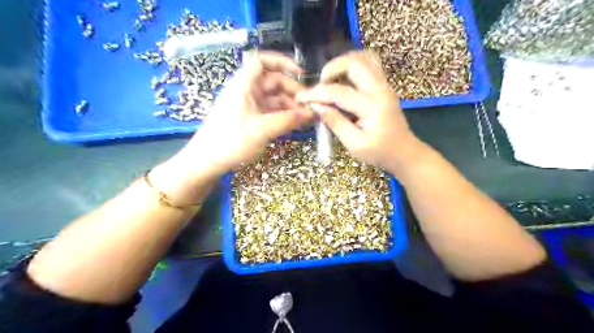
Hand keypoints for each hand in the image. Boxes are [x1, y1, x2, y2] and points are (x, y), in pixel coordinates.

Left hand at [151, 52, 312, 203]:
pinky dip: (283, 114)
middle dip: (292, 90)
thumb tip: (311, 113)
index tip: (301, 73)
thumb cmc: (231, 142)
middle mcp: (246, 91)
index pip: (261, 61)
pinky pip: (270, 111)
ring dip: (290, 105)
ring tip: (307, 117)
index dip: (282, 62)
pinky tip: (295, 122)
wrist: (207, 162)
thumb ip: (288, 120)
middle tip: (310, 105)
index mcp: (243, 85)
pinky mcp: (250, 118)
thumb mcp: (262, 130)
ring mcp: (248, 105)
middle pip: (273, 81)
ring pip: (273, 98)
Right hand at [296, 50, 416, 172]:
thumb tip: (316, 106)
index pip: (338, 93)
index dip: (316, 94)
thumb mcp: (354, 145)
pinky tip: (344, 78)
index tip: (301, 98)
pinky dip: (354, 65)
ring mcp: (384, 85)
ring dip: (343, 63)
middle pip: (354, 63)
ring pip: (364, 58)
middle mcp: (380, 89)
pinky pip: (370, 64)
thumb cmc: (380, 153)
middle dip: (332, 69)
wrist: (404, 152)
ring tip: (331, 79)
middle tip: (320, 85)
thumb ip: (335, 123)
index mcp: (373, 107)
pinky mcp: (384, 86)